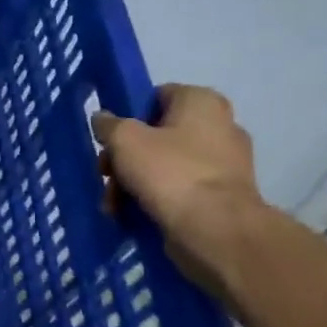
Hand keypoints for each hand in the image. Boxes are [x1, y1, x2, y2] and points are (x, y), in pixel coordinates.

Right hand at [92, 84, 263, 282]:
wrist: (214, 230)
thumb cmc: (169, 172)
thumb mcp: (124, 139)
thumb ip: (108, 124)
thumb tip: (103, 119)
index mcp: (202, 102)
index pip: (156, 96)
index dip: (128, 115)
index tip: (109, 137)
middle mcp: (220, 127)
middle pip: (156, 135)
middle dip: (125, 157)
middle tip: (106, 174)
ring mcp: (224, 165)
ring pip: (163, 165)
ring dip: (132, 182)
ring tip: (113, 203)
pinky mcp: (221, 197)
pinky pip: (178, 190)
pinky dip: (153, 199)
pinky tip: (130, 214)